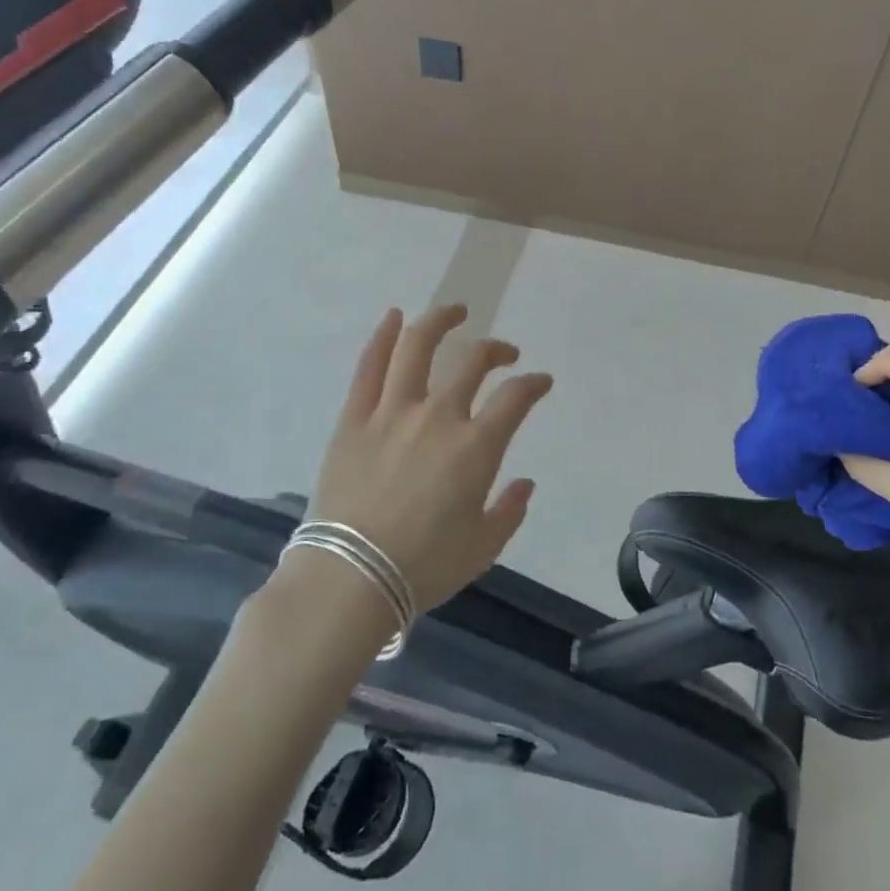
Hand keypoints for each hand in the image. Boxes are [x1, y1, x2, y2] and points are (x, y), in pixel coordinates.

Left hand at [290, 304, 553, 611]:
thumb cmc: (423, 567)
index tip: (540, 382)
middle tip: (504, 354)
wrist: (349, 579)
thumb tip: (525, 484)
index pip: (516, 398)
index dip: (534, 384)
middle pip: (472, 362)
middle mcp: (438, 417)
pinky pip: (369, 368)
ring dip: (440, 321)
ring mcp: (392, 413)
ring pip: (418, 347)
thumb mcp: (483, 547)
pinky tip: (393, 317)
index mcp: (476, 447)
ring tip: (455, 311)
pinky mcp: (354, 419)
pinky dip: (382, 337)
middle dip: (496, 350)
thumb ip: (510, 510)